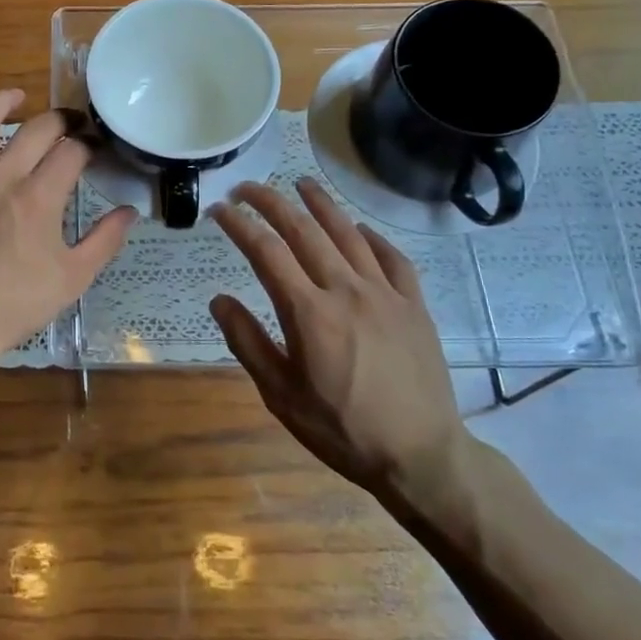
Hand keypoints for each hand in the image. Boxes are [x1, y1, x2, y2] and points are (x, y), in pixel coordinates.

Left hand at [0, 90, 136, 372]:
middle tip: (72, 126)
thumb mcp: (73, 279)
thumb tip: (129, 211)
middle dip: (61, 120)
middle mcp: (0, 176)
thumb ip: (104, 240)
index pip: (72, 151)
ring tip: (17, 97)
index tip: (97, 148)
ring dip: (2, 103)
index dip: (90, 143)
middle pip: (36, 129)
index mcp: (39, 197)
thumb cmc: (15, 305)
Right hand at [210, 178, 466, 506]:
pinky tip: (358, 229)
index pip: (266, 252)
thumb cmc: (341, 430)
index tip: (219, 210)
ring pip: (349, 234)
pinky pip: (392, 258)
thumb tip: (219, 299)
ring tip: (301, 183)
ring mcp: (386, 294)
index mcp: (309, 313)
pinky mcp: (414, 305)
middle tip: (247, 188)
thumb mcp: (280, 396)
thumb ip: (247, 342)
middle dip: (271, 202)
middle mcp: (347, 290)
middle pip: (304, 231)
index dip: (239, 224)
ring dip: (321, 204)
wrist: (421, 456)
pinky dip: (371, 236)